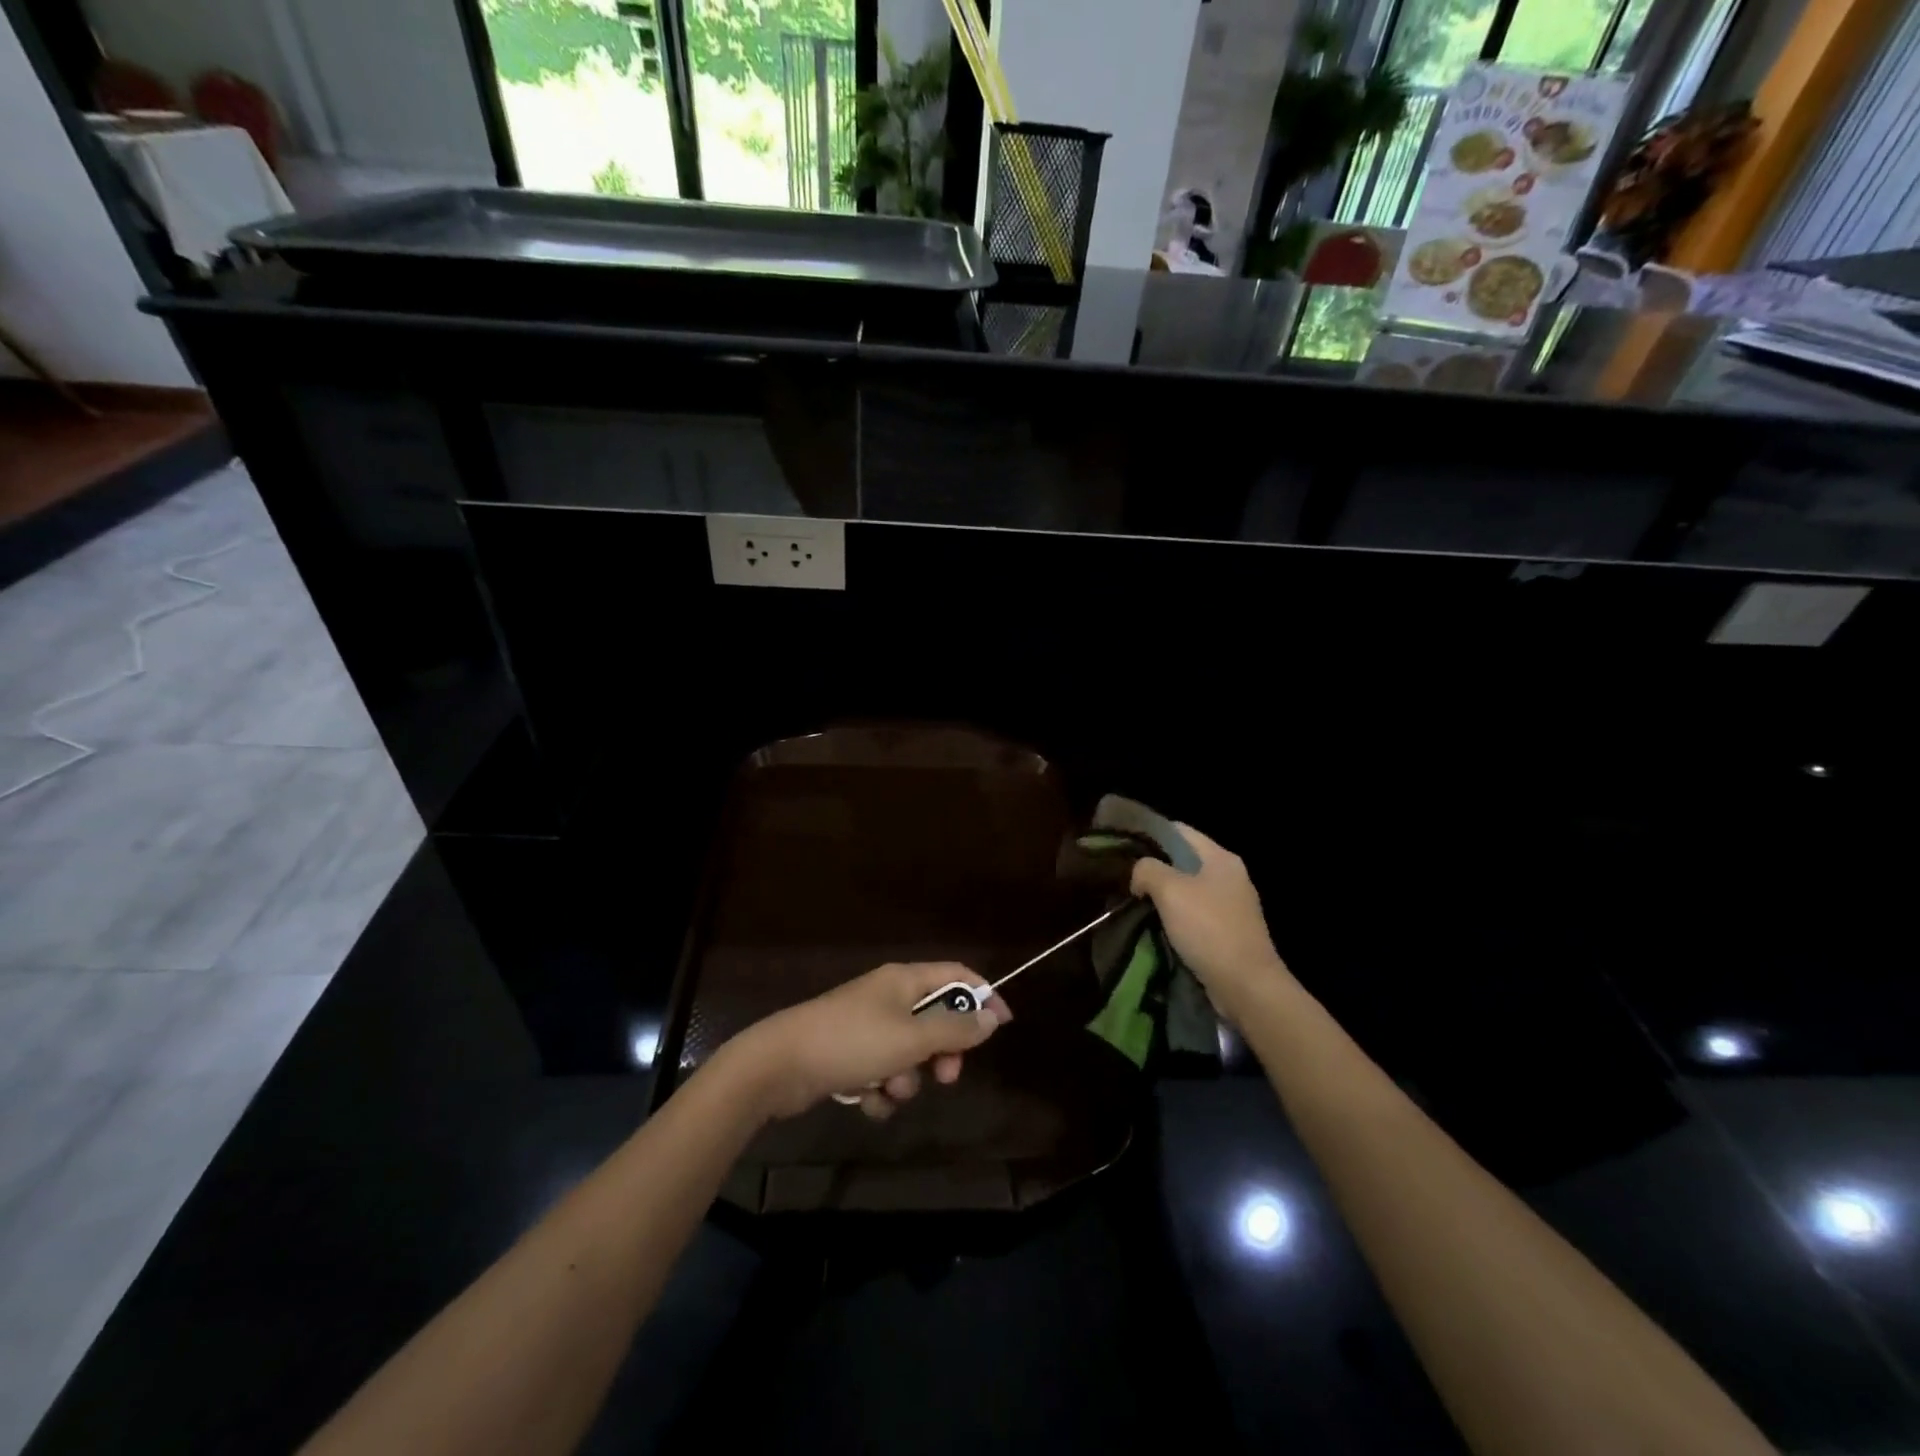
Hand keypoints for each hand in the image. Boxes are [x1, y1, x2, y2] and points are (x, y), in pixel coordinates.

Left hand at [726, 963, 1010, 1120]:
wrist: (779, 1065)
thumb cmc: (852, 1042)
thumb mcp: (911, 1038)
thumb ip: (955, 1028)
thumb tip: (992, 1016)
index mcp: (904, 980)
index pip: (955, 975)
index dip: (982, 995)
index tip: (1004, 1024)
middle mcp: (887, 997)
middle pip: (935, 1018)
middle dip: (943, 1051)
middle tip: (945, 1076)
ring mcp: (866, 1026)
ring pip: (909, 1053)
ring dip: (907, 1078)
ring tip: (889, 1088)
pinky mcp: (849, 1055)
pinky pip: (883, 1073)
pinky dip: (880, 1090)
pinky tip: (865, 1100)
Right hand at [1130, 825, 1287, 1019]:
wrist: (1247, 986)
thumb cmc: (1209, 929)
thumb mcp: (1170, 890)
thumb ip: (1147, 870)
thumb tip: (1139, 875)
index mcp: (1220, 858)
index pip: (1179, 831)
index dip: (1149, 834)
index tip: (1123, 847)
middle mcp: (1229, 876)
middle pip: (1182, 860)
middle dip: (1153, 868)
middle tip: (1124, 878)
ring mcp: (1230, 905)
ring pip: (1186, 889)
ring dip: (1161, 896)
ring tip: (1132, 902)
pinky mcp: (1227, 932)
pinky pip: (1193, 914)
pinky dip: (1173, 917)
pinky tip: (1153, 926)